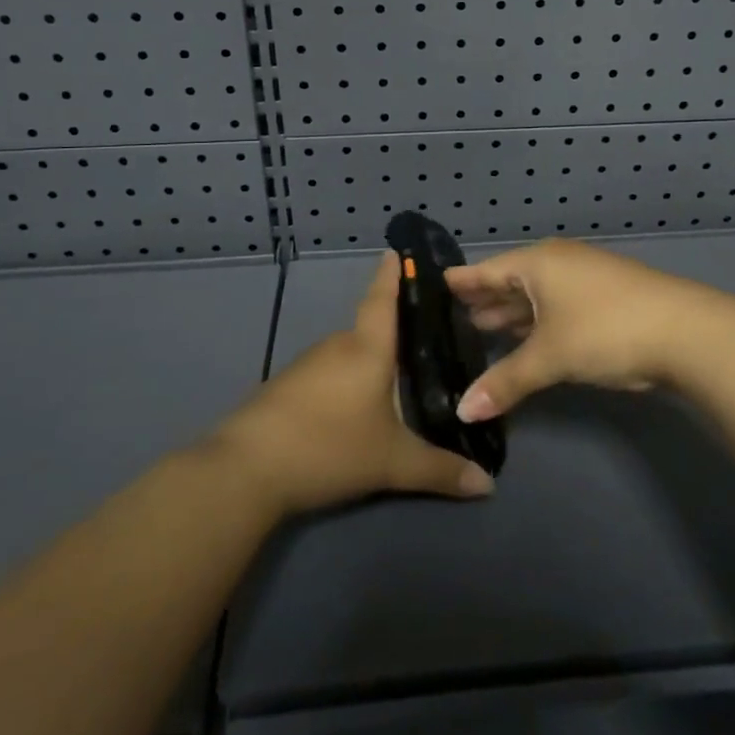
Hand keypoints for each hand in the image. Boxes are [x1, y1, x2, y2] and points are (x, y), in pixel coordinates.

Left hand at [209, 251, 495, 517]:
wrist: (246, 469)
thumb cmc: (329, 446)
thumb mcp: (392, 463)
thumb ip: (440, 470)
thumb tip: (488, 485)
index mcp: (367, 347)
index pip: (383, 298)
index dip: (392, 274)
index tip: (397, 249)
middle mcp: (338, 345)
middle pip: (371, 330)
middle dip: (395, 334)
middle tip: (426, 343)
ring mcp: (307, 365)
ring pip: (349, 356)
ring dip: (370, 364)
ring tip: (398, 381)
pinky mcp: (287, 387)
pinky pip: (329, 374)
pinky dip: (347, 382)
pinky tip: (356, 408)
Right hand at [447, 239, 723, 421]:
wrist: (686, 332)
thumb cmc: (605, 330)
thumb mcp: (550, 357)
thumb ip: (505, 381)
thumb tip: (462, 412)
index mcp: (538, 263)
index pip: (487, 270)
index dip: (462, 282)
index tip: (435, 286)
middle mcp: (559, 263)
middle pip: (511, 281)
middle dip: (485, 300)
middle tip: (452, 317)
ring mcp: (585, 278)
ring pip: (537, 295)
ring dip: (512, 314)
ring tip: (481, 328)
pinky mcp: (605, 298)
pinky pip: (557, 306)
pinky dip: (537, 322)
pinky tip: (527, 340)